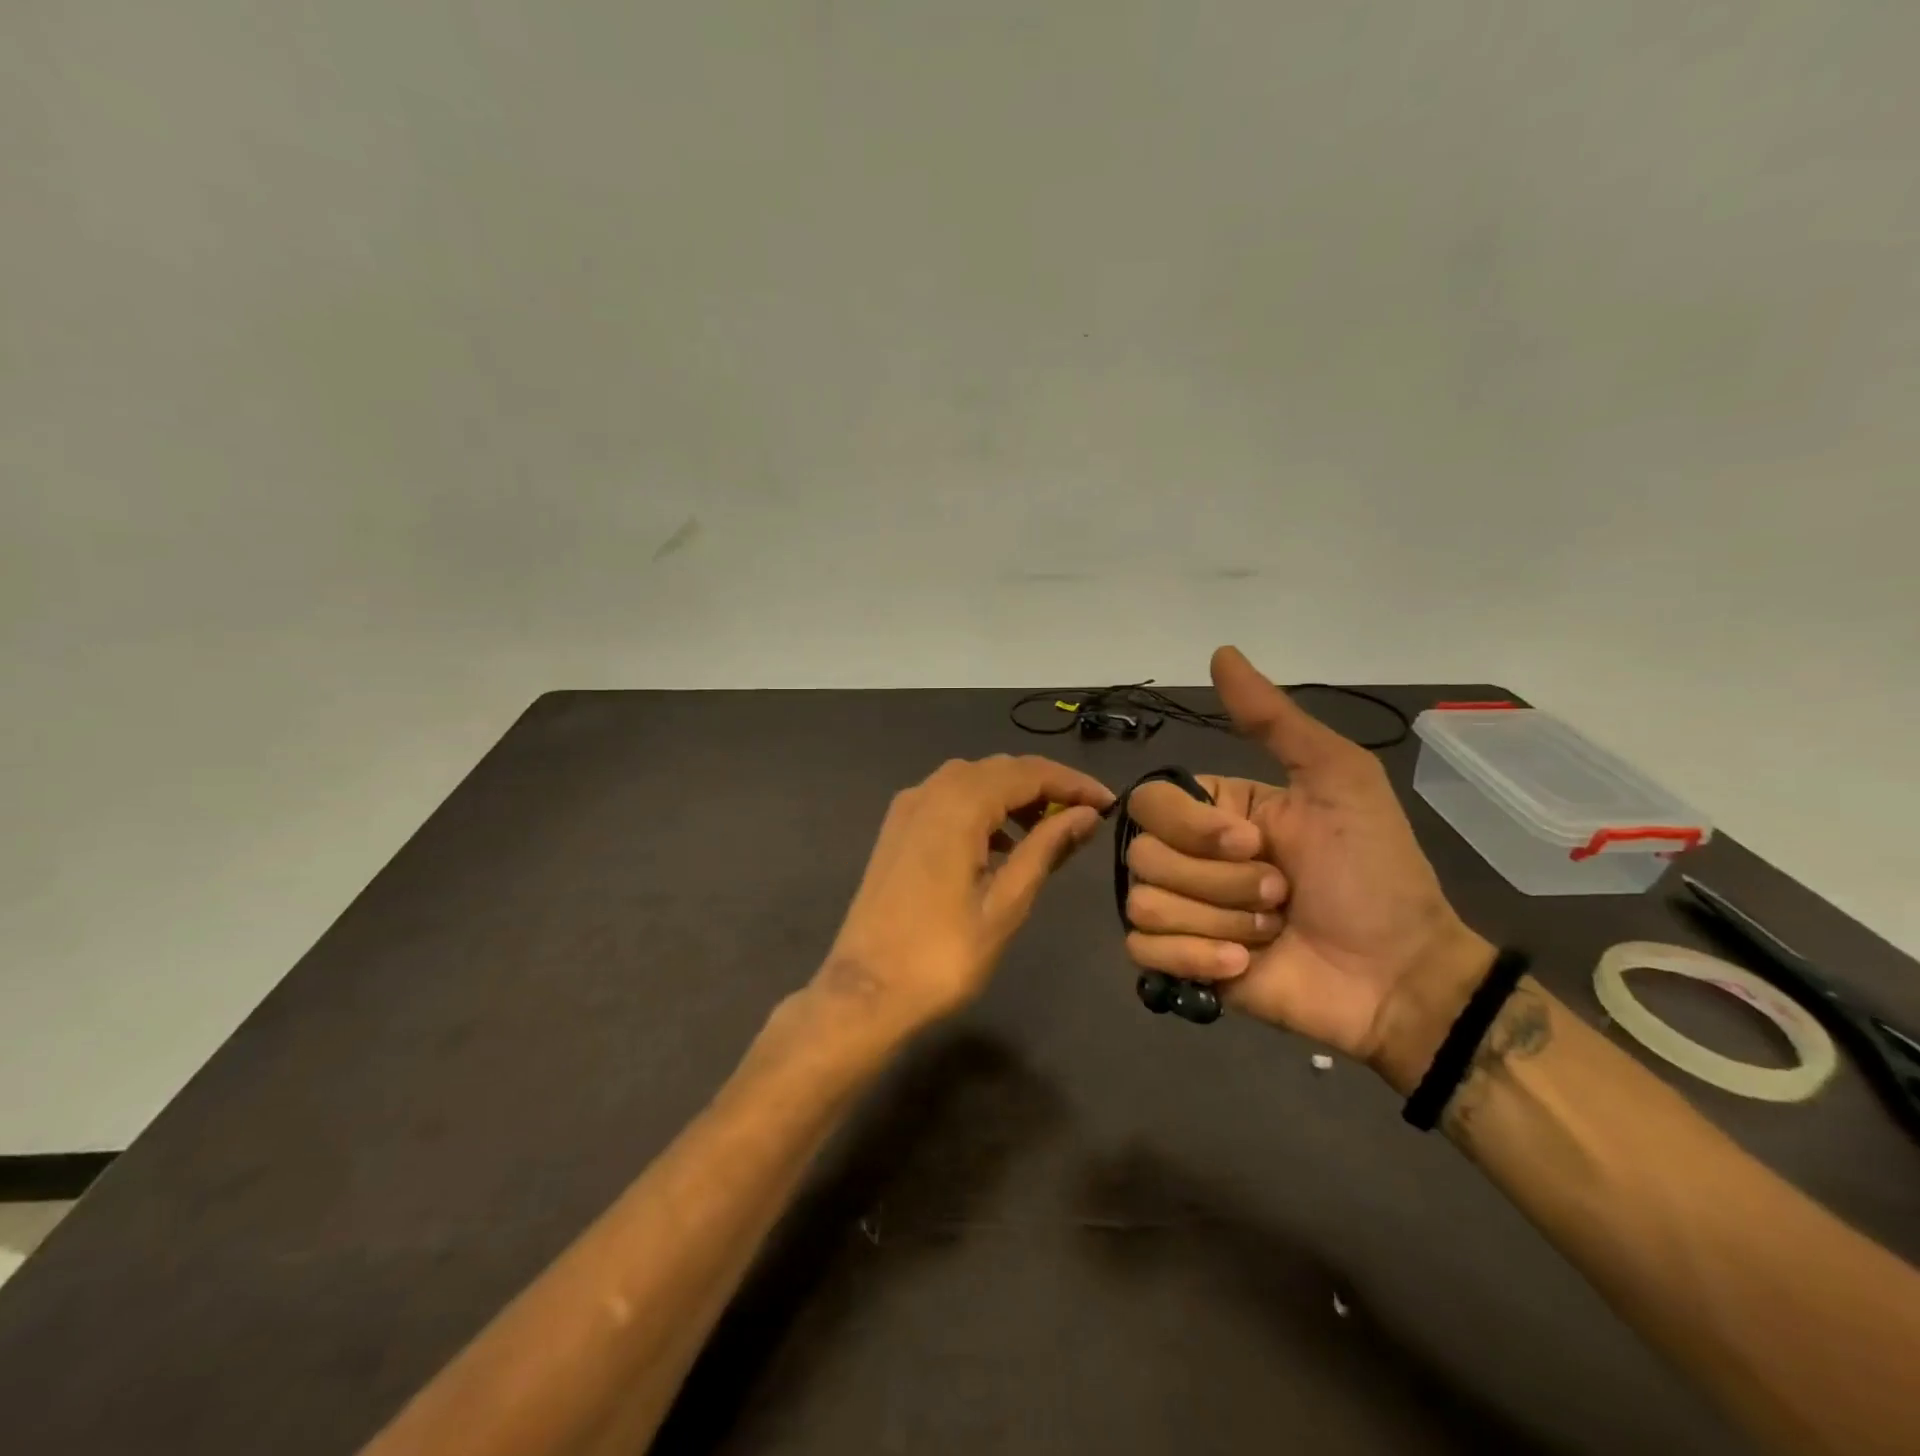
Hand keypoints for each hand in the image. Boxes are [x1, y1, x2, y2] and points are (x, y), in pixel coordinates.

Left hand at [817, 755, 1114, 1039]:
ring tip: (1048, 831)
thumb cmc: (942, 956)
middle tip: (1084, 817)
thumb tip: (1085, 815)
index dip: (1072, 783)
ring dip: (1013, 796)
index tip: (1109, 803)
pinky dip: (982, 809)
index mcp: (958, 805)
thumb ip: (1045, 849)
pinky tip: (1000, 844)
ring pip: (972, 780)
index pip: (1028, 773)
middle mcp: (929, 792)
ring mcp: (907, 808)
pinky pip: (948, 799)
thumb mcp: (1005, 904)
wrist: (865, 992)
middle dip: (1046, 786)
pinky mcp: (897, 829)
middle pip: (999, 769)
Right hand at [1123, 647, 1492, 1089]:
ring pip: (1143, 904)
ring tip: (1270, 931)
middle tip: (1281, 895)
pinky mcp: (1181, 965)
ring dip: (1219, 921)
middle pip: (1144, 857)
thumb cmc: (1372, 873)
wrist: (1399, 974)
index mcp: (1214, 812)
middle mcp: (1188, 857)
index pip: (1148, 802)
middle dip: (1220, 882)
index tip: (1252, 842)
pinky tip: (1242, 965)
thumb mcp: (1337, 780)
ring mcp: (1182, 913)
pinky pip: (1142, 951)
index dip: (1191, 826)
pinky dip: (1194, 960)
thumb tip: (1220, 651)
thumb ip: (1274, 720)